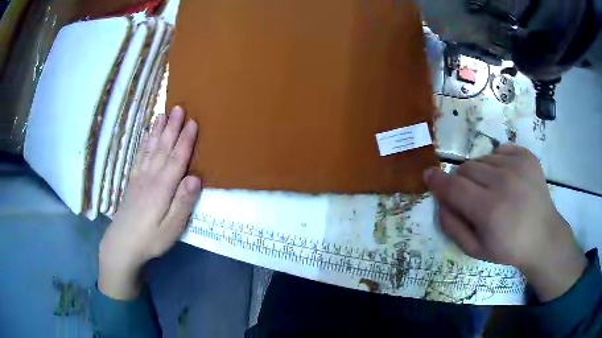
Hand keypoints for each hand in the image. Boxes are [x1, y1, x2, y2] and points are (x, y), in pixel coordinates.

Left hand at [98, 106, 201, 299]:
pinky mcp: (131, 182)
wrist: (122, 245)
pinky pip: (139, 157)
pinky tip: (145, 136)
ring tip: (162, 115)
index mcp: (162, 188)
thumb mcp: (172, 228)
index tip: (193, 122)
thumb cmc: (151, 239)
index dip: (186, 140)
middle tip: (178, 107)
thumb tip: (196, 178)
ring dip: (157, 131)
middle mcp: (150, 177)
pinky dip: (144, 143)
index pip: (177, 158)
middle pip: (163, 148)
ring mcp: (139, 178)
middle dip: (172, 127)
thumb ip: (183, 203)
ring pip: (150, 149)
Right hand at [424, 144, 586, 301]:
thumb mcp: (475, 250)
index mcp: (489, 210)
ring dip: (479, 174)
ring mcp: (517, 165)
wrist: (543, 236)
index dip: (437, 181)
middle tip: (470, 197)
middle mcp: (503, 182)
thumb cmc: (508, 248)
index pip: (453, 187)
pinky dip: (496, 163)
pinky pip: (499, 151)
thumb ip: (453, 227)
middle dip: (460, 182)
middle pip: (466, 169)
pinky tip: (505, 179)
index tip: (428, 175)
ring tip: (491, 190)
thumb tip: (440, 202)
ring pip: (481, 159)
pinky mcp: (526, 156)